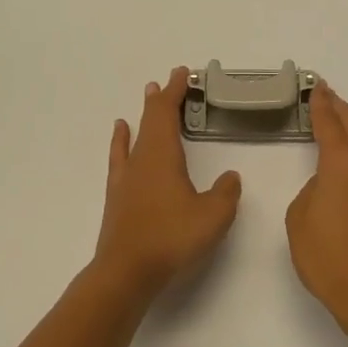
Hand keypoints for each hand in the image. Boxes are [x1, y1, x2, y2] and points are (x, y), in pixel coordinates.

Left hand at [92, 68, 242, 296]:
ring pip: (135, 135)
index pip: (167, 113)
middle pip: (150, 119)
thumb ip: (225, 194)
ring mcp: (125, 178)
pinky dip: (122, 141)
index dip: (175, 91)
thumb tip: (230, 178)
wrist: (126, 272)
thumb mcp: (212, 217)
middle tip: (169, 80)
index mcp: (162, 156)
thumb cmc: (171, 239)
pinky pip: (120, 157)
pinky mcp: (117, 197)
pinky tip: (121, 134)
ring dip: (144, 115)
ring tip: (147, 96)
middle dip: (161, 98)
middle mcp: (141, 160)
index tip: (183, 73)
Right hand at [285, 82, 347, 336]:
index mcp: (342, 163)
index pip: (329, 122)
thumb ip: (311, 191)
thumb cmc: (328, 256)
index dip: (321, 103)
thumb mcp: (299, 219)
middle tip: (327, 94)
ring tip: (337, 123)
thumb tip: (326, 187)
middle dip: (340, 107)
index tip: (316, 87)